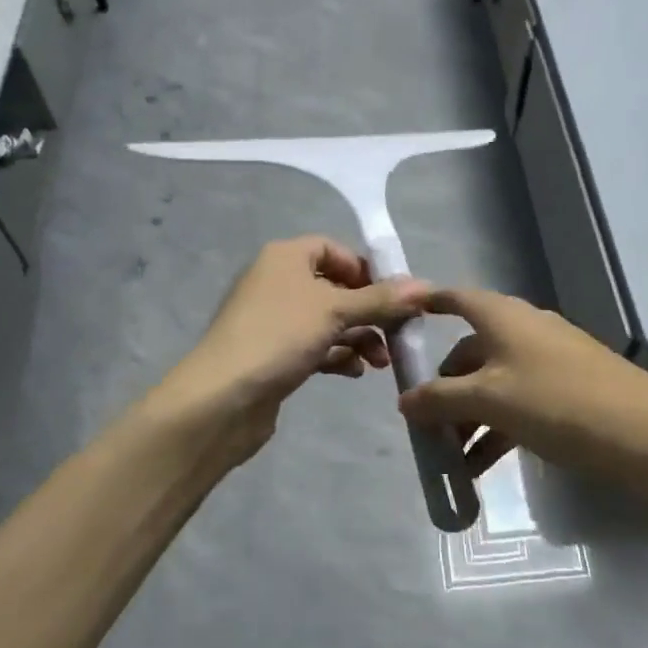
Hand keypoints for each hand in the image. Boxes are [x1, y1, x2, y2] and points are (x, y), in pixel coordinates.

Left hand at [158, 237, 429, 462]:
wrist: (222, 398)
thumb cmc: (279, 336)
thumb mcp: (335, 311)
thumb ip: (381, 299)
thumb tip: (425, 285)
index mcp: (285, 257)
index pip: (333, 249)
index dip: (365, 269)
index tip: (393, 296)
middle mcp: (277, 281)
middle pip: (335, 287)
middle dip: (369, 311)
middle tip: (397, 334)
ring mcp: (273, 320)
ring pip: (327, 320)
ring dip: (358, 337)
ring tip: (380, 362)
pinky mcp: (272, 354)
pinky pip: (314, 346)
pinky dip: (336, 355)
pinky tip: (354, 372)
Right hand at [397, 288, 647, 479]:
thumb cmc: (557, 403)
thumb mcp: (489, 401)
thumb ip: (440, 399)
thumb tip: (404, 401)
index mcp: (502, 317)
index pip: (455, 298)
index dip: (426, 304)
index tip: (399, 318)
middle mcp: (523, 329)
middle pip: (470, 350)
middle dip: (444, 387)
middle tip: (424, 425)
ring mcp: (549, 359)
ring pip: (494, 381)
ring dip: (468, 417)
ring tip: (450, 459)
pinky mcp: (569, 389)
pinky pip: (518, 401)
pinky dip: (496, 427)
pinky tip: (481, 467)